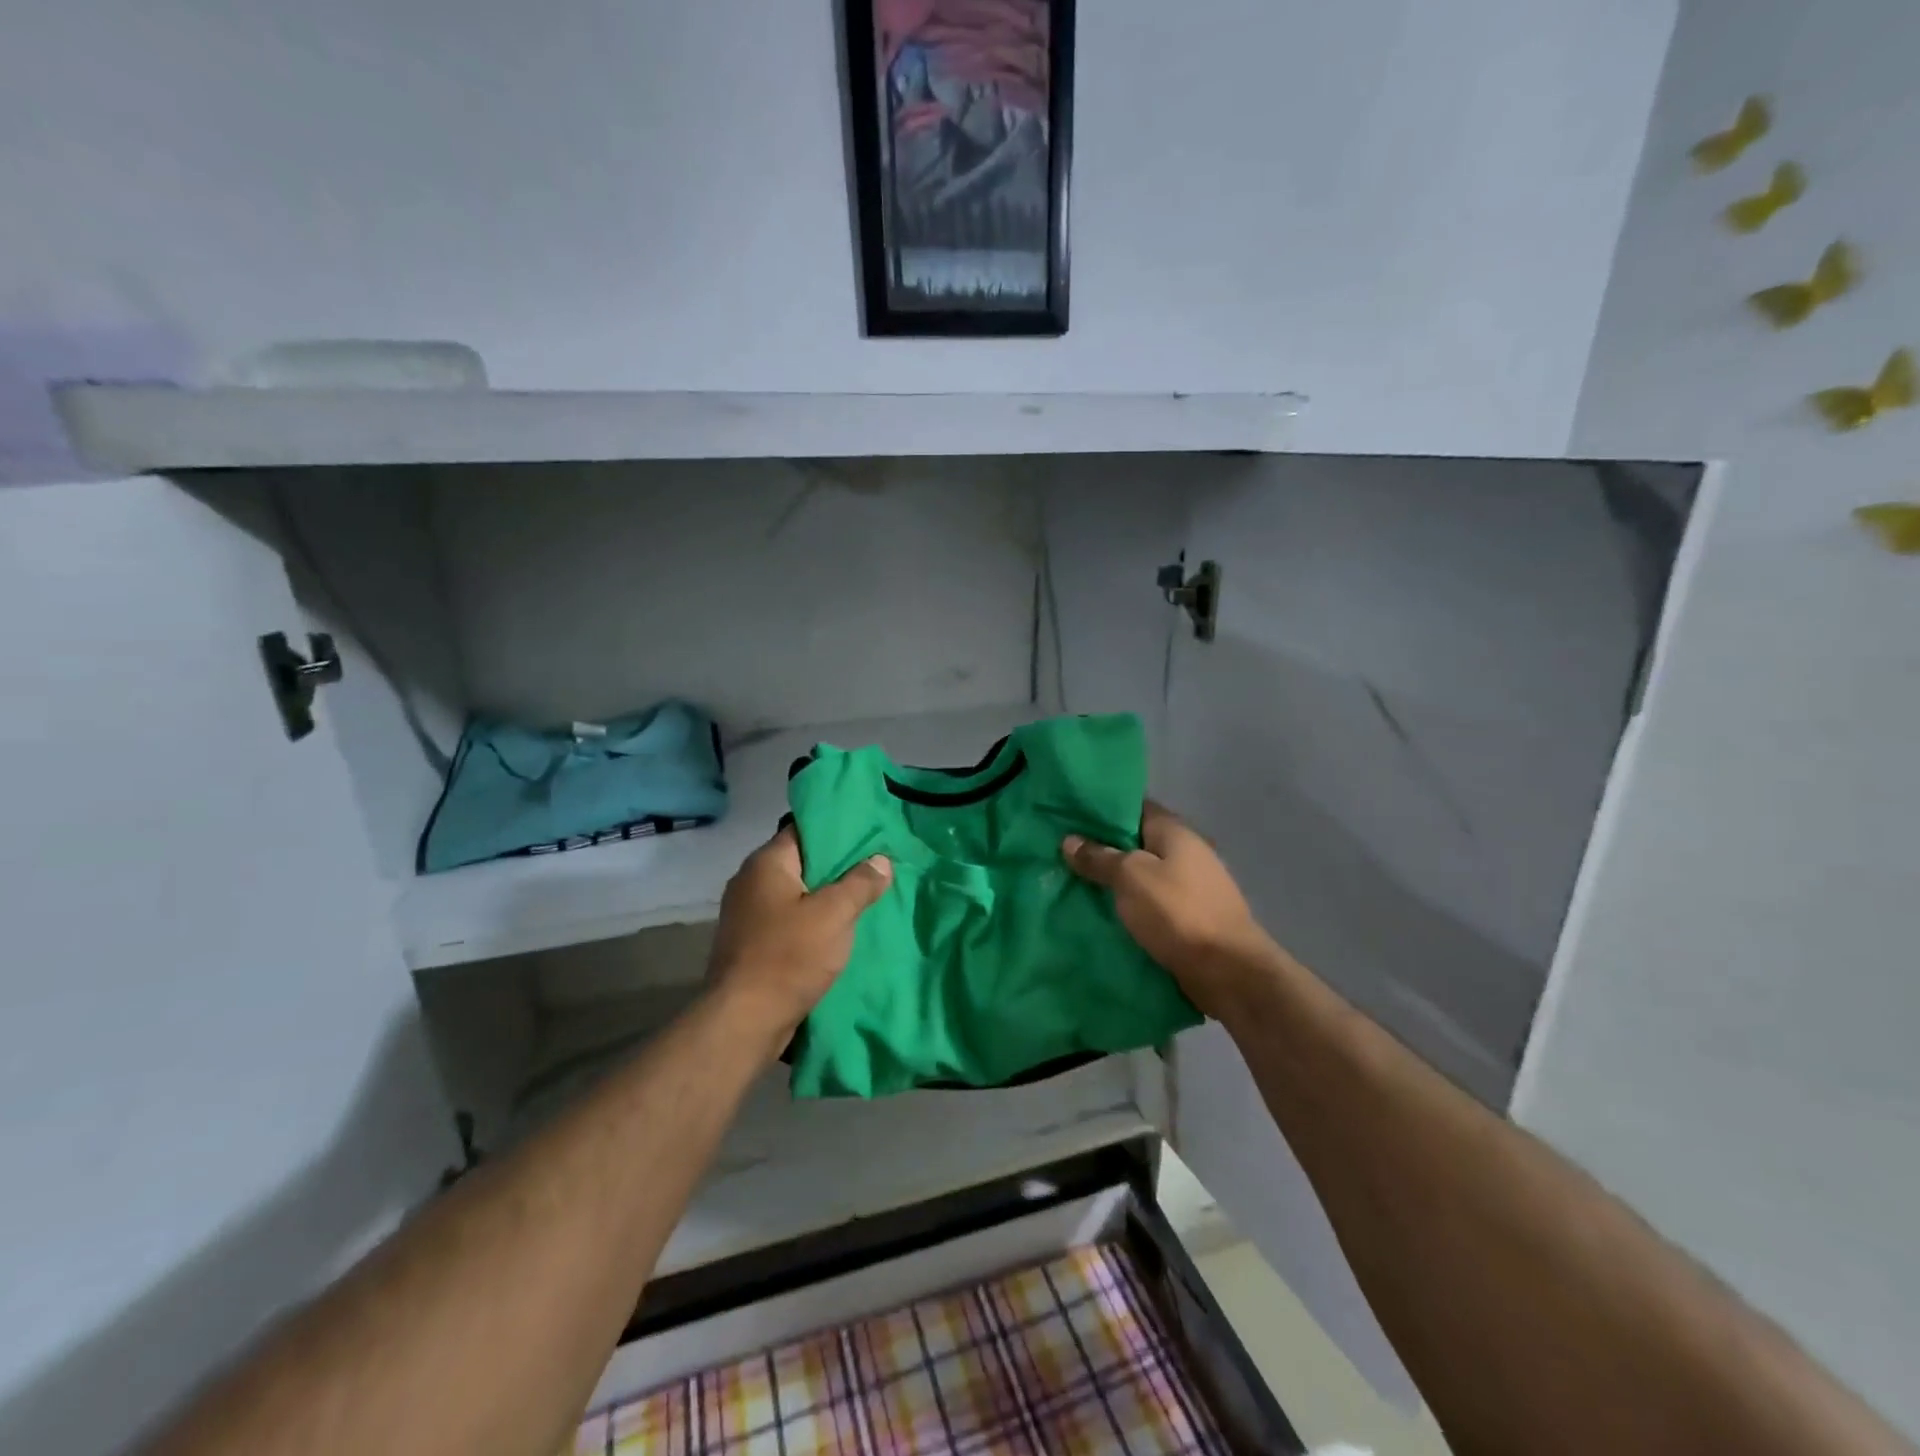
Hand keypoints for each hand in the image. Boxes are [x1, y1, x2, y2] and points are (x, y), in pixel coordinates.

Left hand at [706, 826, 891, 1055]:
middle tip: (877, 868)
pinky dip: (813, 923)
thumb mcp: (835, 914)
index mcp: (765, 863)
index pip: (805, 830)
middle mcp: (750, 881)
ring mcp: (747, 915)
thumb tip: (881, 860)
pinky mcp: (751, 944)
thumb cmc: (789, 956)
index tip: (871, 836)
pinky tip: (840, 931)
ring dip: (827, 899)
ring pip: (797, 895)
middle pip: (802, 863)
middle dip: (838, 867)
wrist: (743, 1022)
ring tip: (865, 899)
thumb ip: (860, 883)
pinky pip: (789, 921)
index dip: (839, 831)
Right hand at [1062, 802, 1272, 1020]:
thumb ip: (1100, 857)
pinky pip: (1150, 905)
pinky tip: (1100, 914)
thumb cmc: (1178, 912)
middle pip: (1137, 843)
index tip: (1069, 815)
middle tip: (1062, 853)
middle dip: (1103, 849)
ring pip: (1142, 876)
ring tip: (1073, 884)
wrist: (1229, 972)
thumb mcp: (1130, 877)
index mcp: (1175, 832)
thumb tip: (1070, 840)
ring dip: (1114, 882)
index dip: (1103, 810)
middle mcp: (1186, 853)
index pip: (1135, 806)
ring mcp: (1191, 887)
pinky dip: (1129, 907)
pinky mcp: (1189, 919)